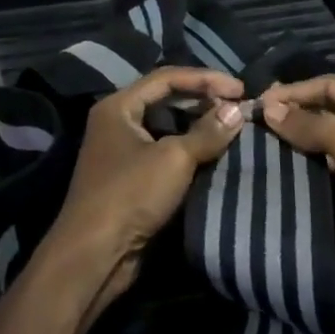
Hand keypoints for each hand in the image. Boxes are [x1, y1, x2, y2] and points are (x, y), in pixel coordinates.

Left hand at [40, 67, 245, 324]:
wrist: (94, 255)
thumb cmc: (130, 194)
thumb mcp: (174, 159)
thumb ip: (207, 132)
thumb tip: (237, 110)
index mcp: (118, 106)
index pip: (167, 78)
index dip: (205, 79)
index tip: (240, 88)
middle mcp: (117, 122)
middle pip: (165, 99)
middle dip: (202, 100)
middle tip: (237, 106)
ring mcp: (122, 151)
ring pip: (166, 127)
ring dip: (197, 125)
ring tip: (230, 126)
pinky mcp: (130, 178)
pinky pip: (164, 151)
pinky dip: (189, 148)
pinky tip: (213, 152)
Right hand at [259, 76, 334, 264]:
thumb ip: (310, 125)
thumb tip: (268, 108)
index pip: (330, 85)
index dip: (294, 92)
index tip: (259, 102)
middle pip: (327, 111)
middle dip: (293, 115)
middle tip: (256, 120)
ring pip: (325, 142)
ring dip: (297, 143)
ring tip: (261, 143)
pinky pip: (329, 169)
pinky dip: (307, 168)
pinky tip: (282, 169)